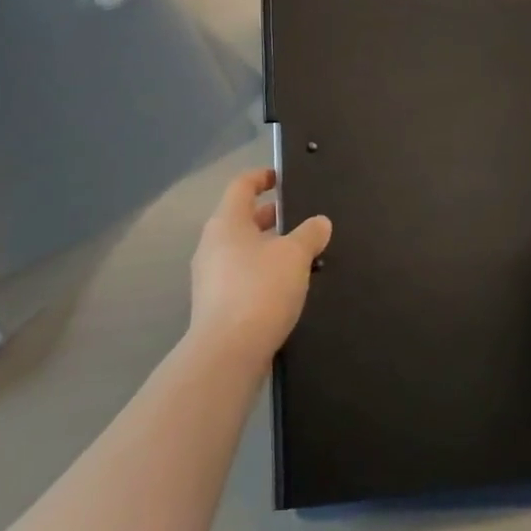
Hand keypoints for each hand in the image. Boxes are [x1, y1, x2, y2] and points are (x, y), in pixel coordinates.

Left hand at [189, 168, 331, 368]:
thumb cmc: (260, 290)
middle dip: (267, 215)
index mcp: (226, 221)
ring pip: (240, 248)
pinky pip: (238, 275)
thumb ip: (310, 234)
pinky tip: (282, 286)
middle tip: (295, 216)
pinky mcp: (213, 305)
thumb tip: (320, 222)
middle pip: (239, 217)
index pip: (241, 185)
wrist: (227, 354)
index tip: (281, 177)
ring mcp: (209, 276)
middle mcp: (212, 244)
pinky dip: (258, 271)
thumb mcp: (294, 255)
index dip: (261, 176)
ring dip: (264, 246)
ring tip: (295, 253)